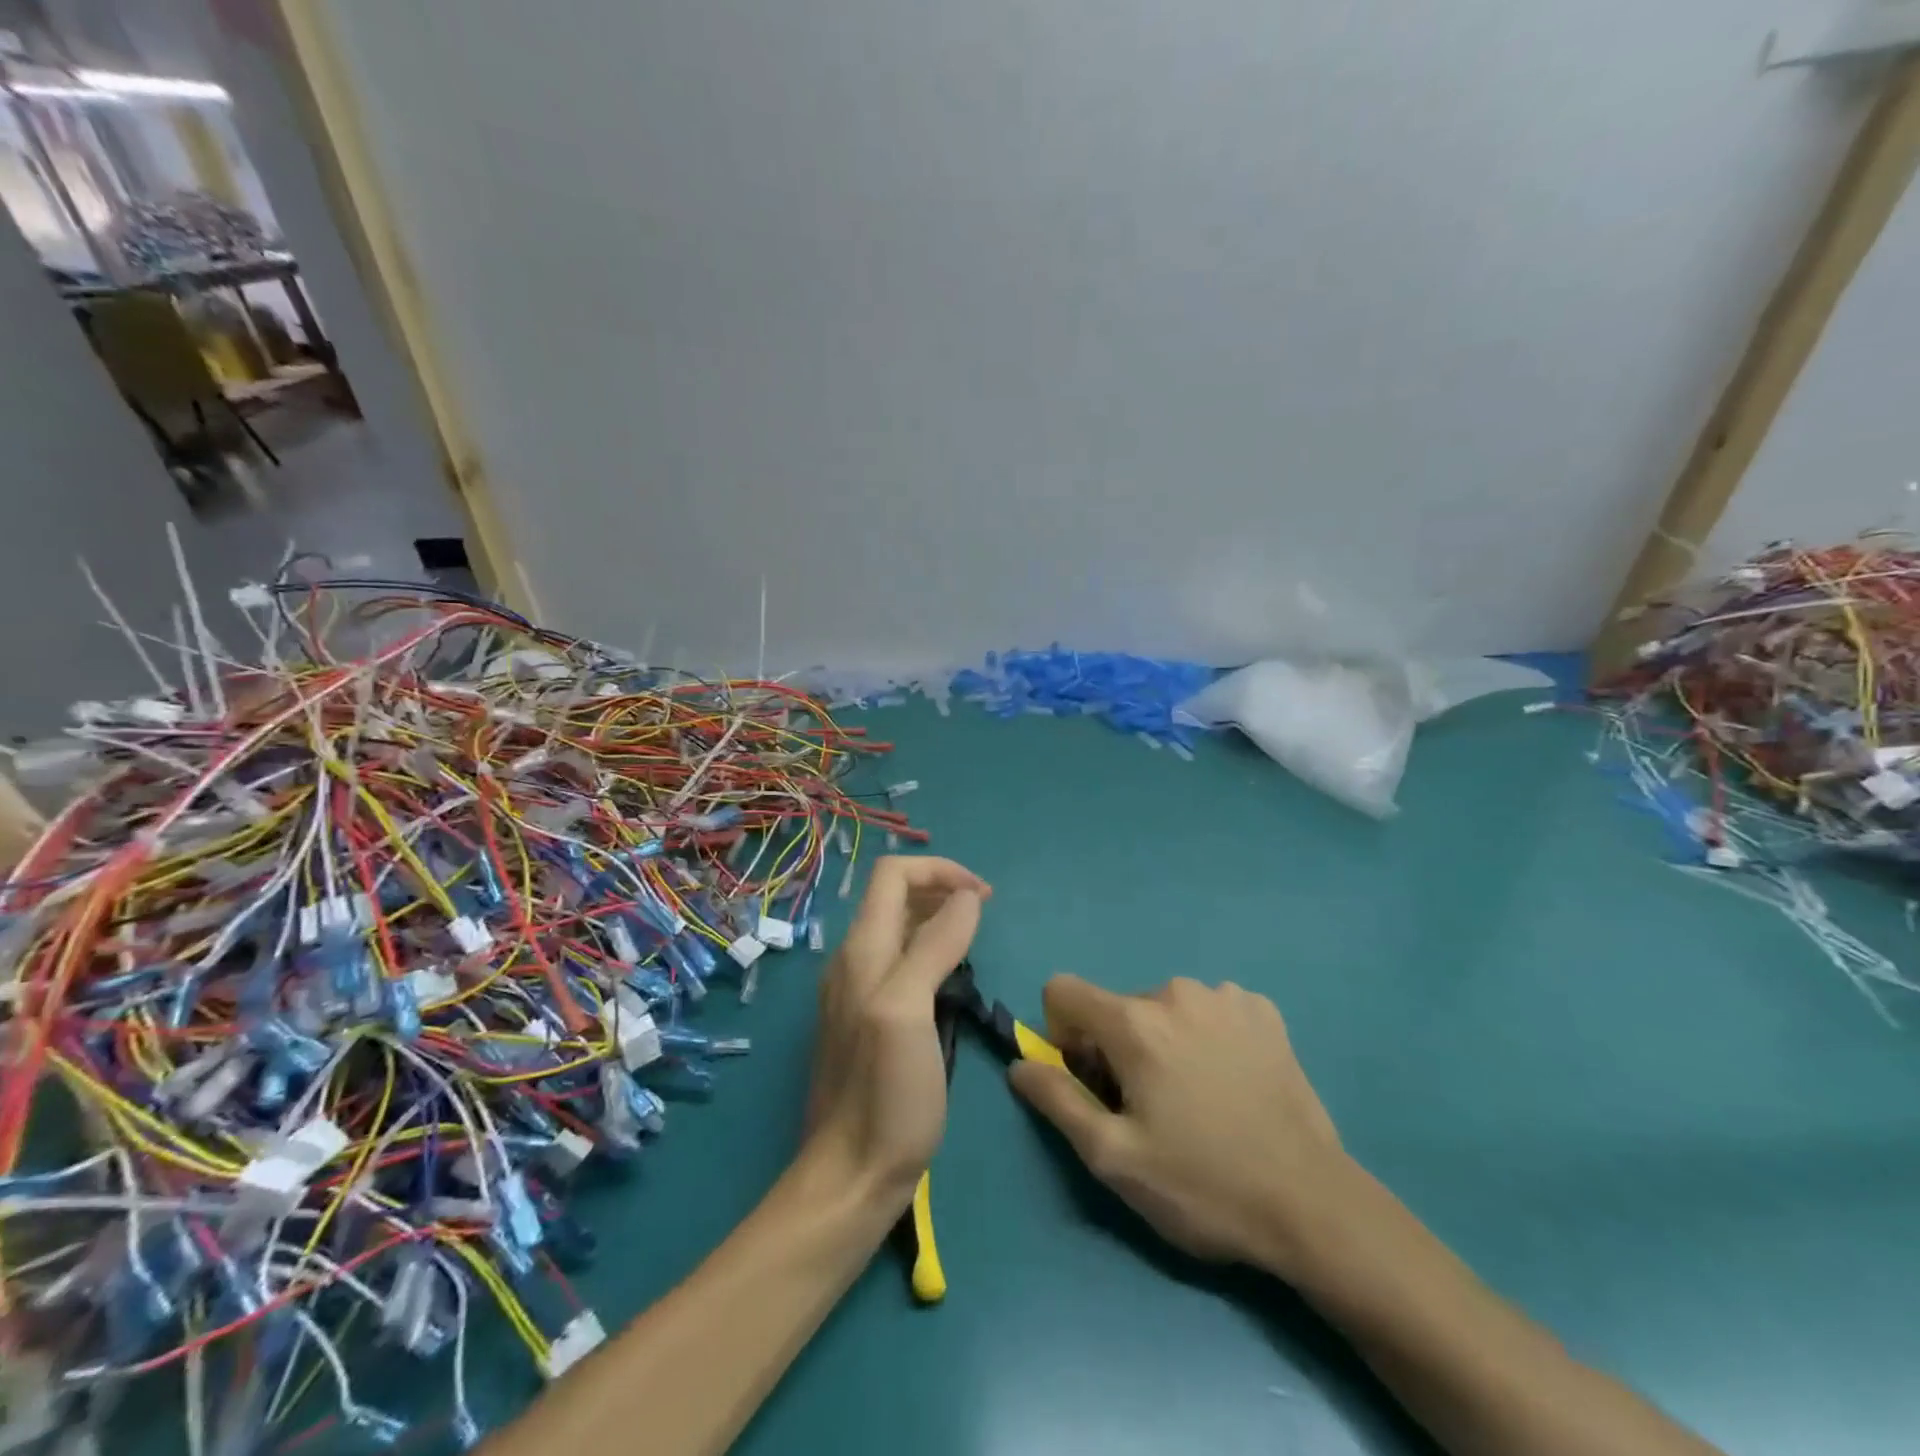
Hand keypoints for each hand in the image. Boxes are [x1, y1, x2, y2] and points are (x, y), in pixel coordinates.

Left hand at [800, 856, 989, 1210]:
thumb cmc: (885, 1093)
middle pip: (894, 896)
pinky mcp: (868, 1019)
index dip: (940, 871)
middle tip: (986, 912)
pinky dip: (931, 950)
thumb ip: (933, 947)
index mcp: (862, 950)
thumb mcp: (909, 1011)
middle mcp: (854, 960)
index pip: (893, 875)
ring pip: (898, 929)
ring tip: (975, 940)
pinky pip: (900, 962)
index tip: (984, 895)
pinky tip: (953, 979)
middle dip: (941, 889)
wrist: (851, 1174)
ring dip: (938, 918)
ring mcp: (858, 991)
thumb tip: (965, 897)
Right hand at [1008, 975, 1349, 1274]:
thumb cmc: (1202, 1184)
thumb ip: (1057, 1100)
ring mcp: (1225, 995)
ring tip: (1198, 1098)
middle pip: (1117, 1006)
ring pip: (1164, 1008)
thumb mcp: (1114, 1158)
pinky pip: (1210, 1009)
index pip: (1062, 990)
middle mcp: (1175, 991)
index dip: (1060, 1032)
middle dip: (1118, 1046)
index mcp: (1134, 1021)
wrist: (1312, 1204)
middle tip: (1151, 1106)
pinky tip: (1232, 1081)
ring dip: (1164, 1040)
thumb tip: (1020, 1064)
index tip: (1090, 1079)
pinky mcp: (1263, 1010)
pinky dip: (1207, 1035)